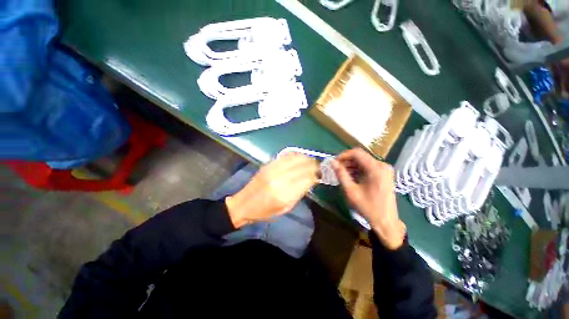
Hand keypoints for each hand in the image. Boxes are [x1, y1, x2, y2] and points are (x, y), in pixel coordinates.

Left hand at [225, 153, 318, 227]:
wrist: (244, 203)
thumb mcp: (286, 207)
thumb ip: (300, 193)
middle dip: (314, 166)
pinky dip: (296, 156)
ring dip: (306, 159)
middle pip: (303, 166)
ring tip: (311, 162)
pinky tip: (300, 158)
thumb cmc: (266, 211)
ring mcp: (273, 169)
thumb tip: (311, 180)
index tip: (321, 175)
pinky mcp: (268, 164)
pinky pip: (286, 156)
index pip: (307, 179)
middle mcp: (280, 178)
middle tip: (319, 167)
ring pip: (296, 158)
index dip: (316, 175)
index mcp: (285, 193)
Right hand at [332, 148, 405, 249]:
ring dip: (352, 165)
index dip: (343, 155)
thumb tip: (332, 162)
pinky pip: (368, 167)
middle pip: (361, 156)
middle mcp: (382, 165)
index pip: (356, 153)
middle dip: (347, 161)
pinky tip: (351, 177)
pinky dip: (358, 170)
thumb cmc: (367, 207)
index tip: (334, 162)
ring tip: (342, 173)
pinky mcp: (384, 174)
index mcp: (375, 168)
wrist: (385, 221)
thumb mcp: (350, 190)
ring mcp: (384, 170)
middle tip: (336, 169)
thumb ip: (341, 174)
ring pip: (364, 161)